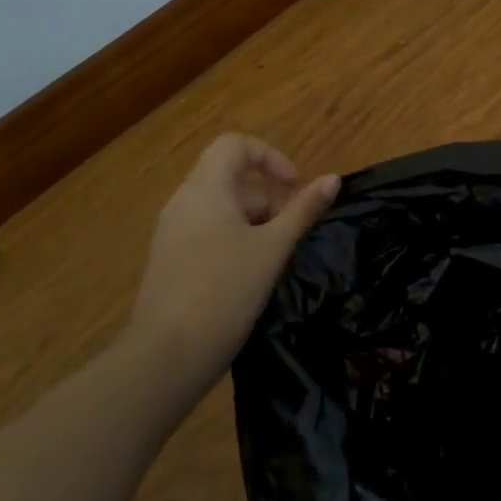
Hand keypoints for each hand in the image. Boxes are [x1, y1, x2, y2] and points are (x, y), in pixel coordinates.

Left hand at [127, 134, 339, 390]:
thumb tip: (333, 179)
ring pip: (219, 207)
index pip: (235, 144)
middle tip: (290, 231)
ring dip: (253, 220)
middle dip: (267, 196)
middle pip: (229, 177)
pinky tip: (249, 276)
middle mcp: (183, 202)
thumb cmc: (225, 291)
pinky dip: (233, 239)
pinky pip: (206, 231)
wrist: (167, 356)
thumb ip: (303, 210)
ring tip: (274, 257)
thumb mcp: (273, 249)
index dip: (270, 156)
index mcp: (205, 189)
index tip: (294, 186)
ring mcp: (171, 232)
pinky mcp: (169, 260)